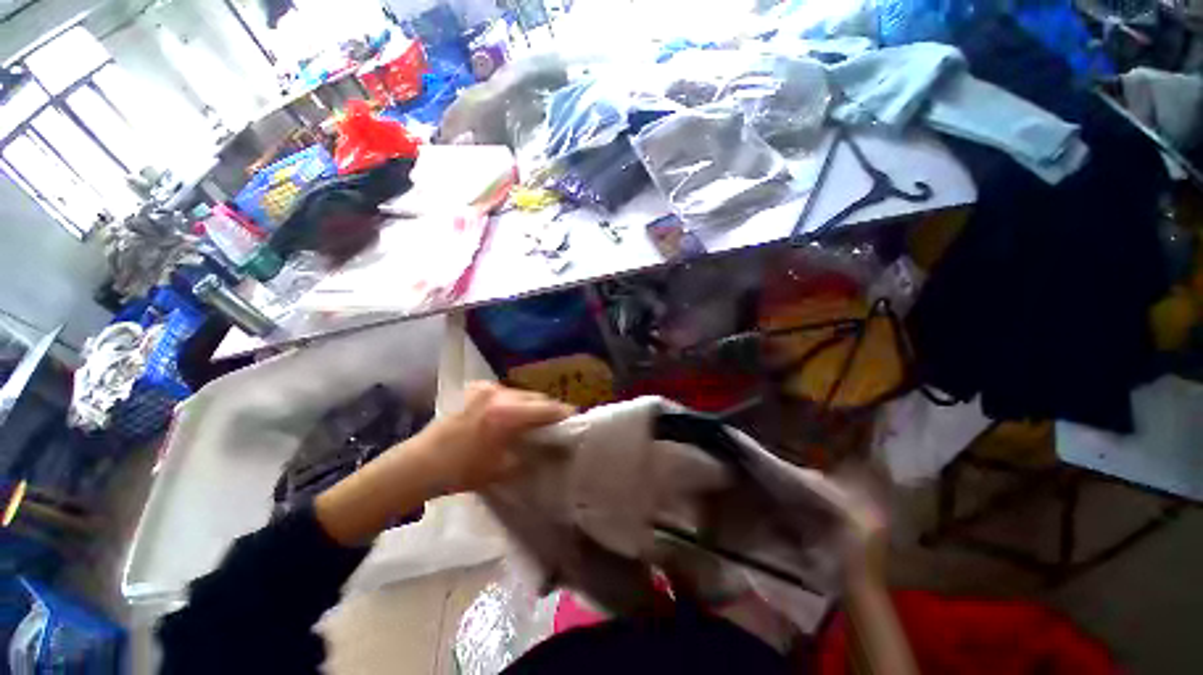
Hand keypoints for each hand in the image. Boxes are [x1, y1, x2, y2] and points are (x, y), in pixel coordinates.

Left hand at [315, 382, 572, 545]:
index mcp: (509, 413)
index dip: (564, 414)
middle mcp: (501, 393)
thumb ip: (532, 454)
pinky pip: (504, 392)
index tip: (575, 420)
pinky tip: (508, 414)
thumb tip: (550, 448)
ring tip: (533, 420)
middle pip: (536, 397)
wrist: (421, 463)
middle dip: (548, 409)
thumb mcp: (504, 468)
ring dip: (530, 405)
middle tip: (555, 424)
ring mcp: (487, 388)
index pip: (548, 408)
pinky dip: (511, 401)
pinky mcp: (476, 389)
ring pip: (521, 393)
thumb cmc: (463, 470)